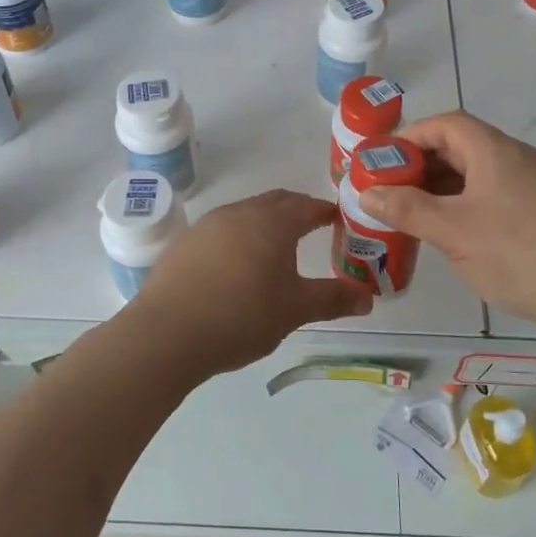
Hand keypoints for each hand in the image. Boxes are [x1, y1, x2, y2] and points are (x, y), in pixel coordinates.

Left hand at [132, 189, 371, 374]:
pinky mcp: (184, 244)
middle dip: (296, 212)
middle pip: (276, 203)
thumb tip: (368, 298)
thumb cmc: (242, 315)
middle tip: (312, 229)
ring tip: (275, 250)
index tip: (338, 221)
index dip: (325, 212)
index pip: (307, 206)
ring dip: (265, 225)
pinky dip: (238, 241)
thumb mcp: (294, 310)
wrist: (167, 333)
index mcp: (272, 221)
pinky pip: (221, 232)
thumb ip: (333, 299)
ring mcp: (208, 225)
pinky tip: (236, 268)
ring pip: (246, 215)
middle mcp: (240, 212)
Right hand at [357, 111, 535, 326]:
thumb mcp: (452, 232)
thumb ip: (407, 209)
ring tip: (419, 210)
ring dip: (447, 184)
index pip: (446, 124)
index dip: (411, 136)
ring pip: (482, 170)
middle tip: (395, 188)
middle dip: (425, 163)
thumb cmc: (516, 254)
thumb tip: (366, 193)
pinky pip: (500, 189)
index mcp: (495, 150)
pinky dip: (471, 199)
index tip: (385, 160)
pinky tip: (460, 229)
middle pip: (464, 144)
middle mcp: (519, 156)